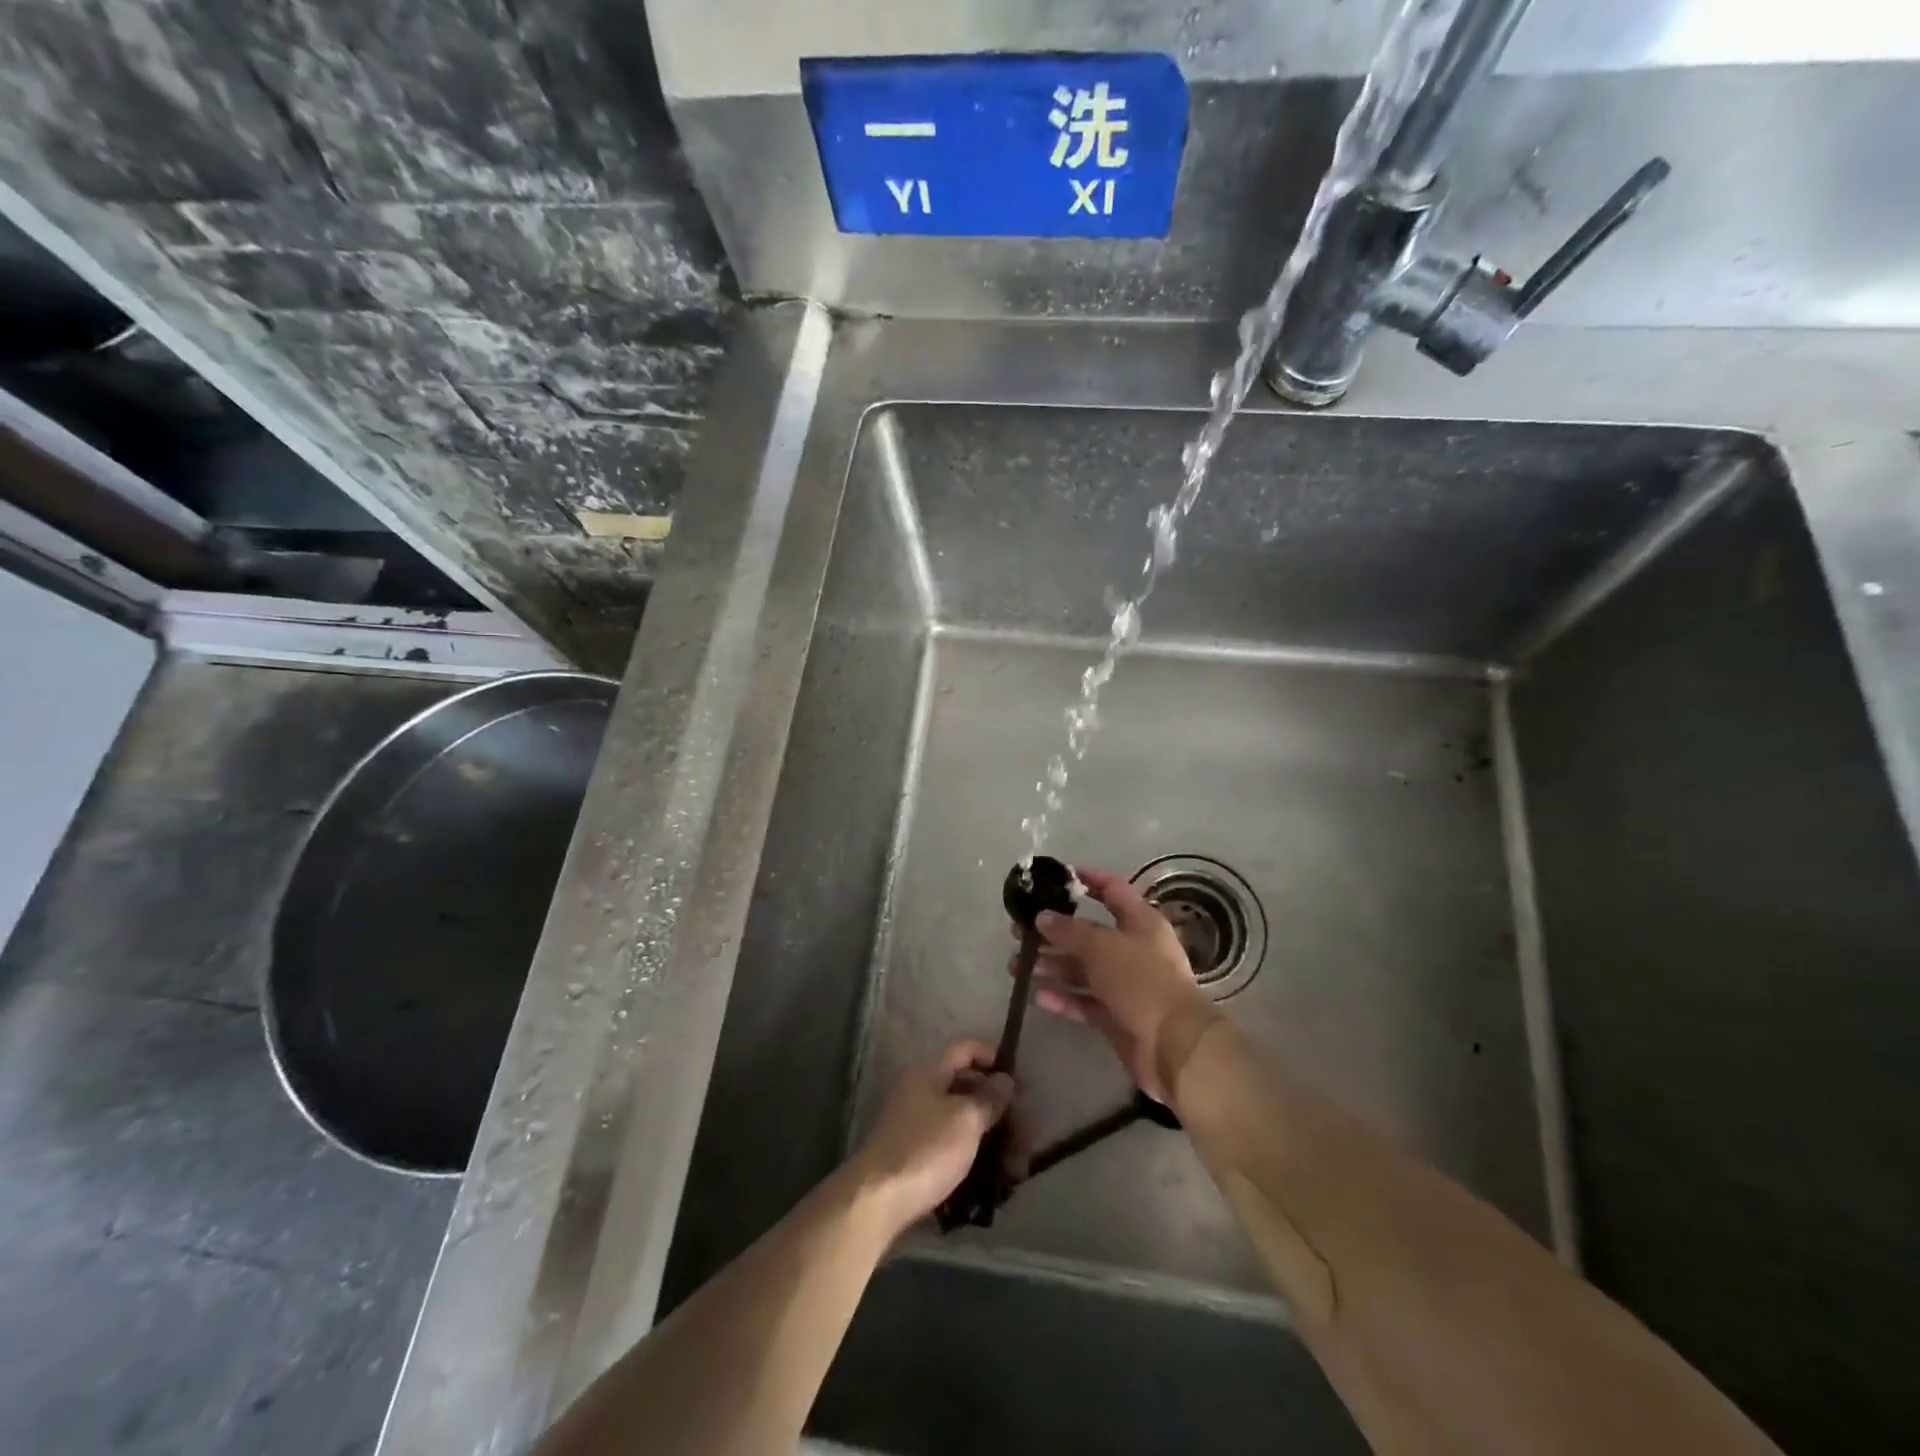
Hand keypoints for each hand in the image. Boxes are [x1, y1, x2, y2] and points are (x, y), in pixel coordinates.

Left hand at [852, 1039, 1015, 1237]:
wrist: (877, 1202)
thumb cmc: (925, 1149)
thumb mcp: (966, 1119)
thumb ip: (989, 1097)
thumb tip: (1004, 1080)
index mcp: (928, 1070)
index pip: (965, 1047)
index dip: (994, 1056)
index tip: (1020, 1080)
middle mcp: (920, 1090)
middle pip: (968, 1087)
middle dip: (1001, 1109)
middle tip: (1028, 1133)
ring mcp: (916, 1124)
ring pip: (964, 1121)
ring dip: (994, 1139)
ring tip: (1018, 1169)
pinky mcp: (916, 1155)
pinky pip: (953, 1146)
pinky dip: (976, 1157)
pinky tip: (997, 1181)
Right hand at [1015, 865, 1215, 1102]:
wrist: (1173, 1046)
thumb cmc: (1141, 981)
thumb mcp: (1102, 947)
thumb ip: (1069, 930)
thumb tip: (1042, 917)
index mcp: (1140, 922)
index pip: (1112, 890)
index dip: (1087, 879)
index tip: (1056, 876)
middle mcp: (1134, 949)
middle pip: (1089, 933)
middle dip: (1054, 932)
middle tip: (1019, 932)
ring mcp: (1126, 985)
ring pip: (1083, 969)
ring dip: (1052, 965)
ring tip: (1017, 966)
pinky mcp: (1117, 1016)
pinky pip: (1084, 1001)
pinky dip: (1063, 997)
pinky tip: (1036, 995)